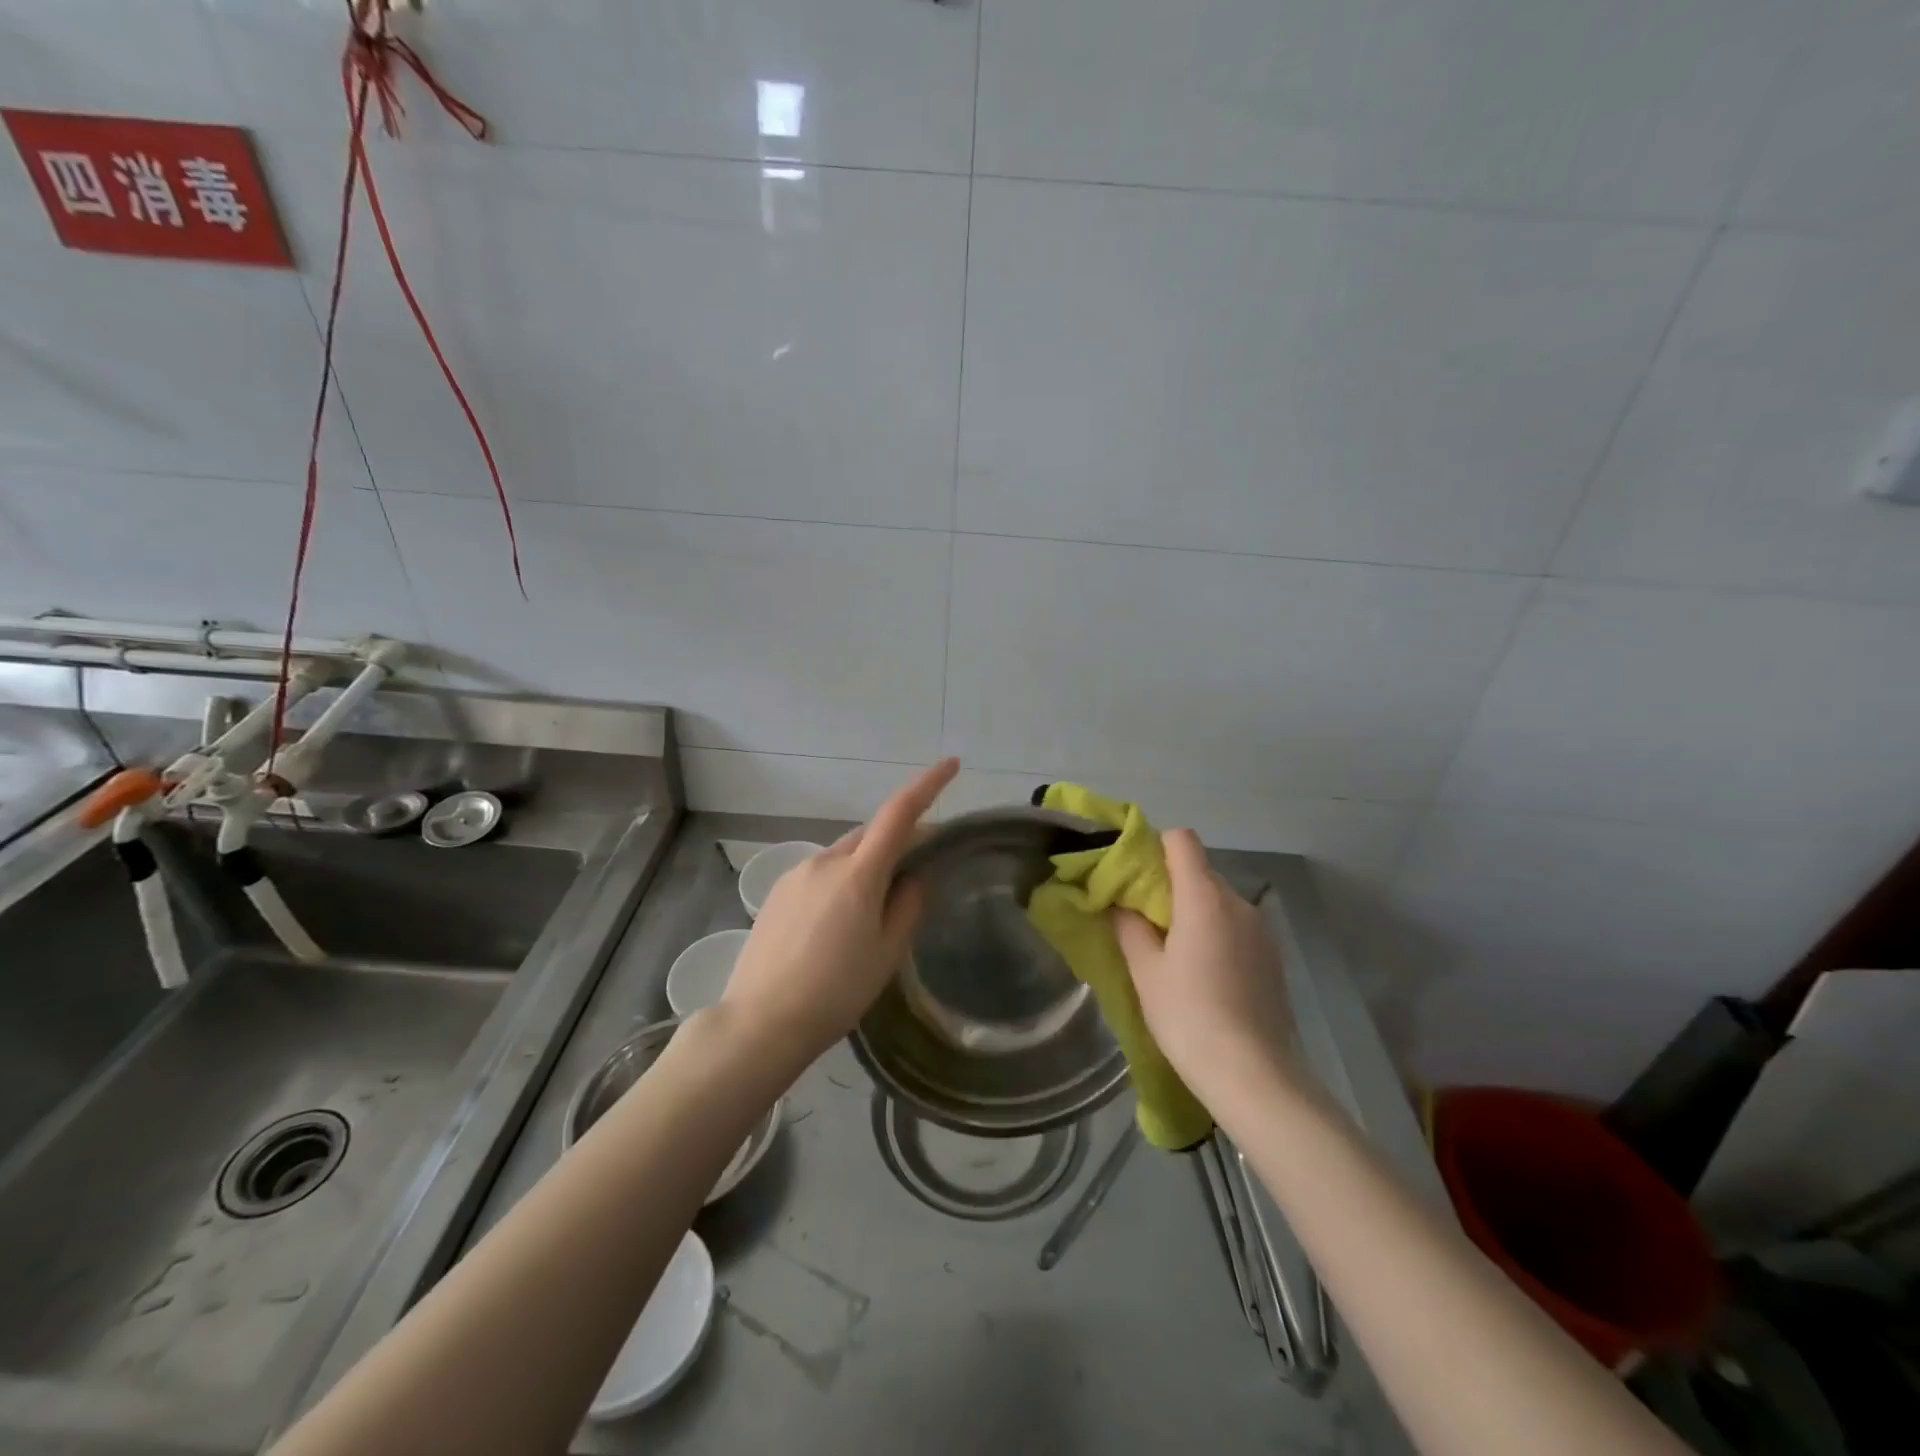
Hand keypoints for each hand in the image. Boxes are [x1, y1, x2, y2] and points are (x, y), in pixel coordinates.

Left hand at [719, 758, 958, 1074]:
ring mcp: (796, 874)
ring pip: (844, 854)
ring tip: (873, 912)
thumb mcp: (887, 953)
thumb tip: (919, 874)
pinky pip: (820, 872)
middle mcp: (825, 861)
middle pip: (871, 834)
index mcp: (858, 874)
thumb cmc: (836, 992)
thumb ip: (909, 905)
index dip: (928, 785)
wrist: (761, 1022)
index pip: (899, 813)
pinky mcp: (776, 892)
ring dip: (867, 865)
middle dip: (898, 838)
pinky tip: (837, 923)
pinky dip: (840, 880)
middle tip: (919, 867)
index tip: (951, 764)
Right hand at [1112, 829, 1302, 1113]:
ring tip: (1174, 952)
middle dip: (1170, 884)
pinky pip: (1237, 926)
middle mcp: (1238, 903)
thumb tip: (1119, 902)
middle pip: (1200, 871)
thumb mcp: (1146, 971)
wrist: (1254, 1075)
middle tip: (1144, 919)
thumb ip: (1129, 927)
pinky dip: (1216, 933)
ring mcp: (1261, 930)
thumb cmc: (1189, 1016)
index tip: (1134, 875)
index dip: (1155, 847)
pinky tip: (1205, 973)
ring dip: (1194, 911)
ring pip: (1219, 900)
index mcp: (1204, 898)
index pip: (1182, 840)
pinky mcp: (1273, 956)